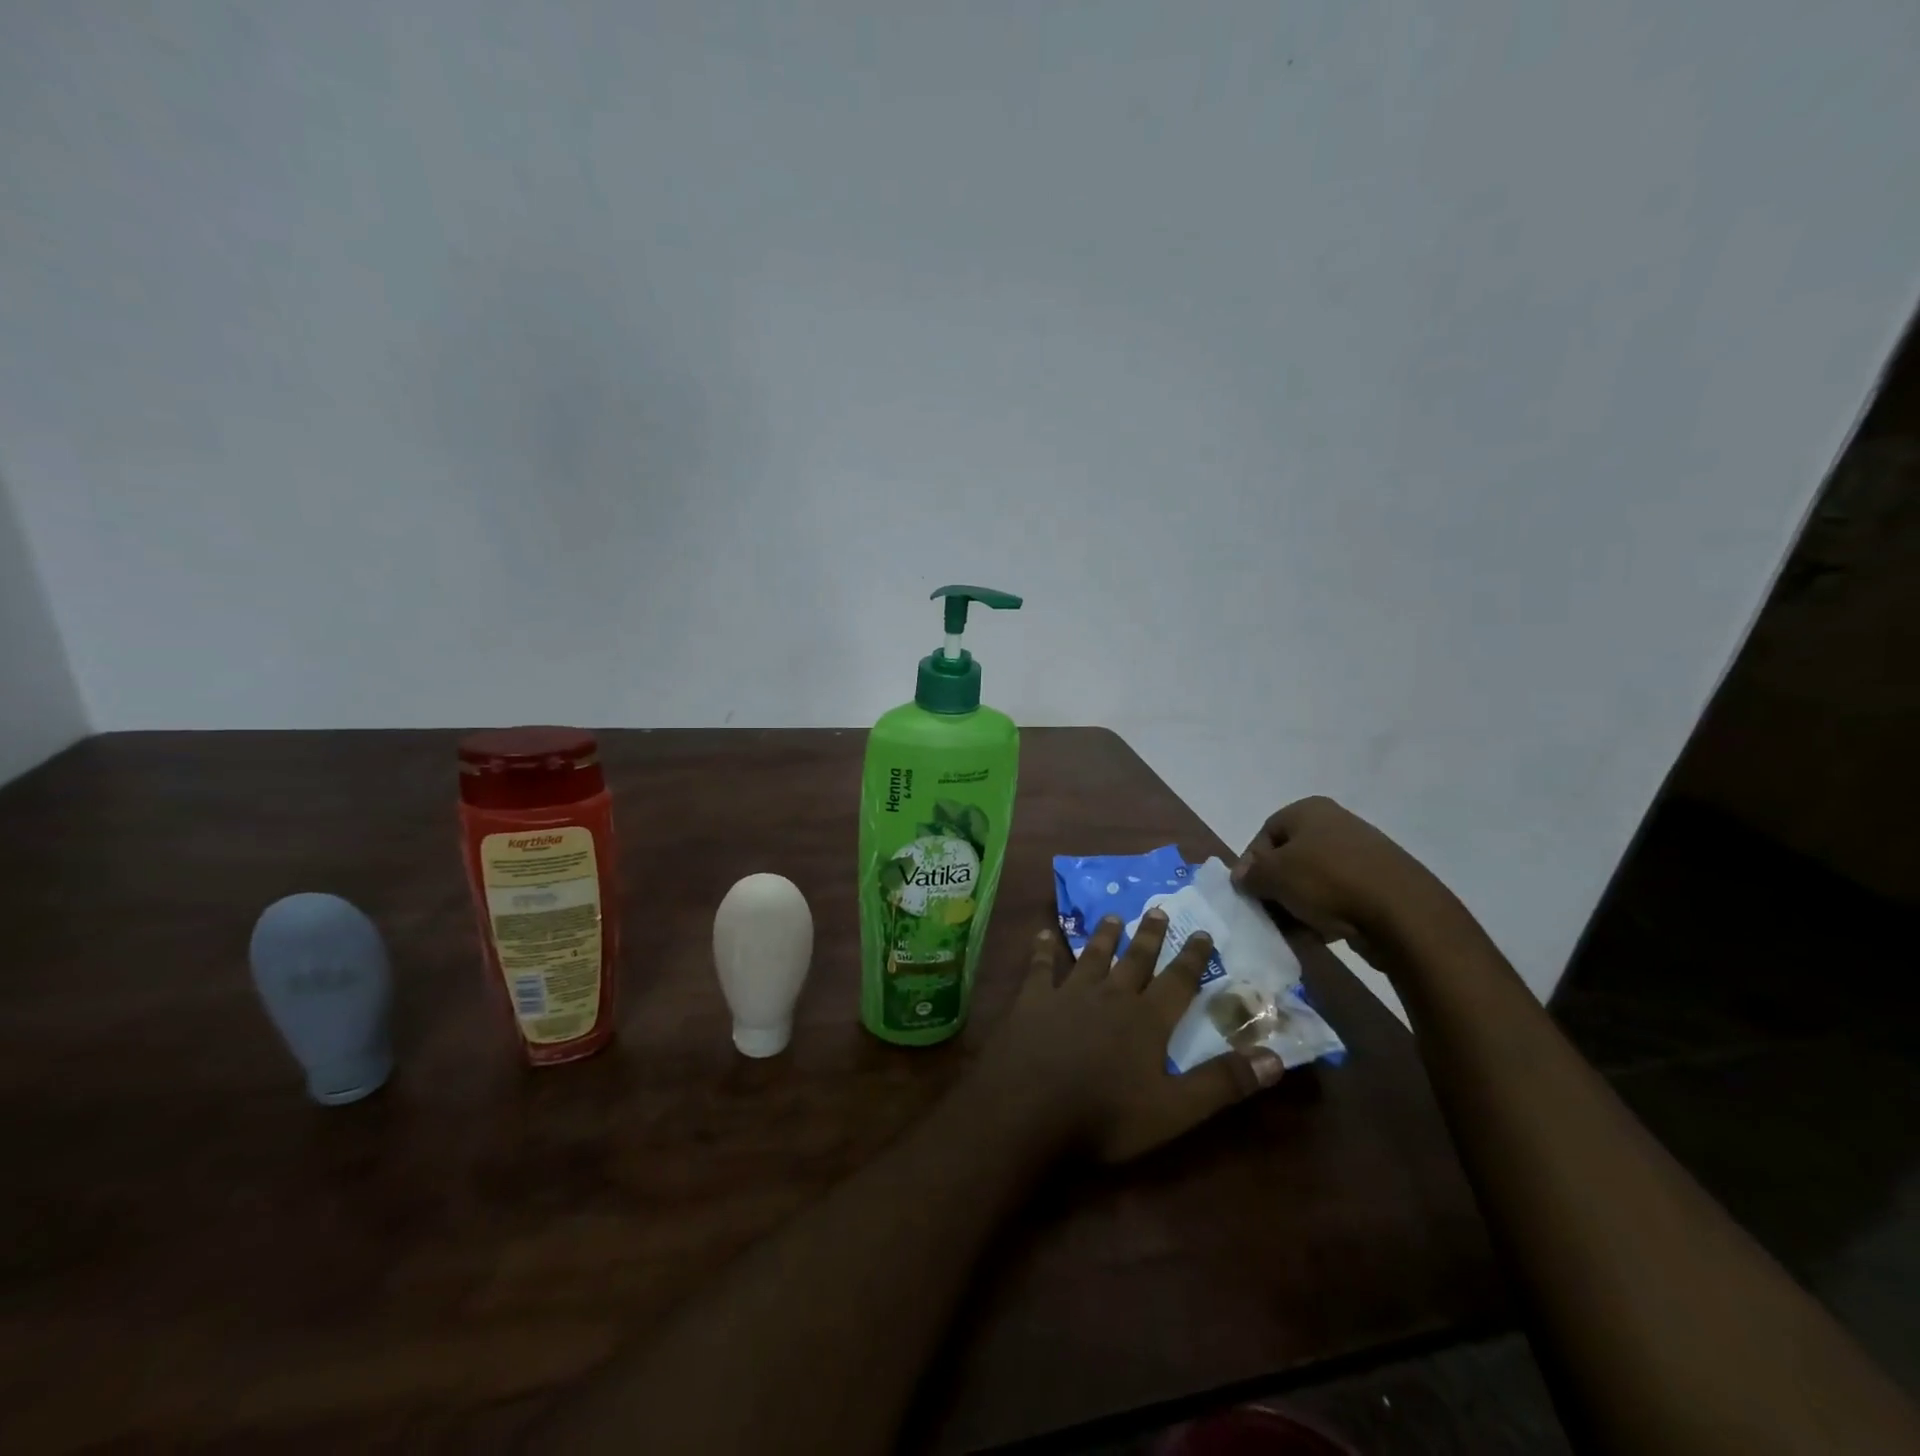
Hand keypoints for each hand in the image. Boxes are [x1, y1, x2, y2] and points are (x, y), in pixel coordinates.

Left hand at [976, 910, 1282, 1164]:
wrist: (1028, 1110)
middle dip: (1150, 936)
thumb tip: (1276, 1057)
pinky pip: (1040, 966)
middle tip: (1158, 909)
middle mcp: (1111, 996)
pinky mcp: (1032, 999)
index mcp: (1147, 1020)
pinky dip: (1043, 949)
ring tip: (1113, 916)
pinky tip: (1043, 933)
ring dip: (1104, 936)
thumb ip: (1224, 1082)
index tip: (1202, 932)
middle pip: (1135, 960)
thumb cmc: (1106, 1116)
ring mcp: (1069, 993)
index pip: (1178, 981)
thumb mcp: (1175, 1110)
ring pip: (1092, 956)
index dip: (1192, 958)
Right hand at [1231, 796, 1460, 953]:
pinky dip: (1326, 913)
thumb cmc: (1327, 881)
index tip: (1248, 893)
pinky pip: (1340, 896)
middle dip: (1276, 888)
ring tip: (1295, 929)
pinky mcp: (1381, 882)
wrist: (1403, 913)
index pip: (1264, 835)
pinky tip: (1322, 934)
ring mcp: (1362, 852)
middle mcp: (1336, 823)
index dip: (1251, 865)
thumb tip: (1242, 877)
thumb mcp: (1274, 875)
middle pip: (1290, 858)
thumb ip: (1250, 874)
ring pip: (1313, 880)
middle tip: (1269, 914)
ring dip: (1298, 904)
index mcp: (1309, 810)